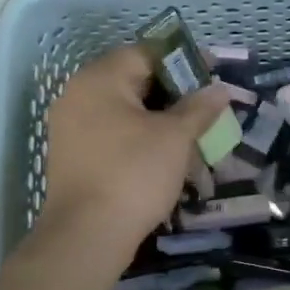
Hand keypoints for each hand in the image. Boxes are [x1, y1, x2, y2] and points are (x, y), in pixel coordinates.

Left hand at [36, 44, 232, 271]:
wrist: (86, 236)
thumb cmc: (133, 174)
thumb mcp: (175, 137)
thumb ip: (199, 107)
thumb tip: (219, 89)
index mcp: (100, 78)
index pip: (146, 53)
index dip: (183, 61)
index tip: (211, 74)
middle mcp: (78, 94)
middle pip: (132, 79)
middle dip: (172, 91)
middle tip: (205, 106)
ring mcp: (70, 126)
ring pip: (123, 108)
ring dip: (156, 116)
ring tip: (189, 132)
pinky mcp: (72, 155)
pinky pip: (110, 132)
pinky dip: (137, 135)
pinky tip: (162, 154)